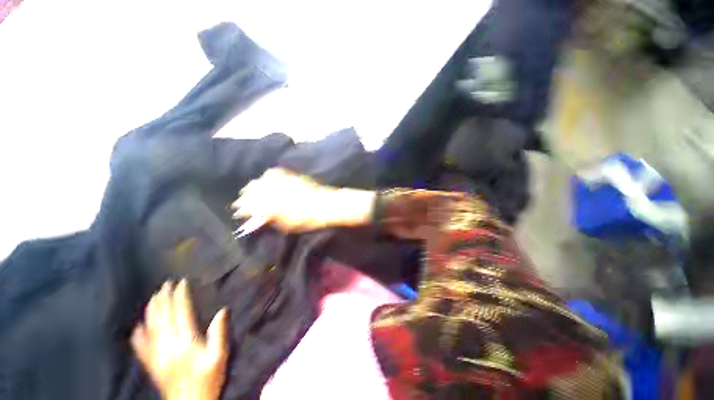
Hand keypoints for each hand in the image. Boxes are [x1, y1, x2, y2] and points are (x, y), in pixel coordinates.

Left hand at [131, 280, 228, 399]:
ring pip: (151, 328)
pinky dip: (139, 335)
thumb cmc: (208, 379)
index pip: (181, 313)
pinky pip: (142, 347)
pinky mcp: (152, 365)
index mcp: (186, 341)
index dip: (180, 296)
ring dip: (152, 311)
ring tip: (153, 298)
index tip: (181, 283)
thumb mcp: (219, 356)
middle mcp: (168, 345)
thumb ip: (219, 333)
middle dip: (164, 299)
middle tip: (165, 284)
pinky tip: (137, 327)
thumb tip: (222, 310)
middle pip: (163, 317)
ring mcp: (157, 356)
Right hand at [232, 168, 374, 232]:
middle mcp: (274, 189)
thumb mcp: (287, 225)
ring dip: (255, 185)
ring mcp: (283, 180)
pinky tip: (267, 179)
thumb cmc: (308, 219)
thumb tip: (259, 217)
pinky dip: (269, 176)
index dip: (243, 208)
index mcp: (272, 204)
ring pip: (262, 180)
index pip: (250, 205)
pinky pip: (275, 172)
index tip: (238, 211)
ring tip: (252, 189)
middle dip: (246, 196)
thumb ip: (271, 219)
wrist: (327, 204)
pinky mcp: (292, 175)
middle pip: (253, 190)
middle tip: (242, 201)